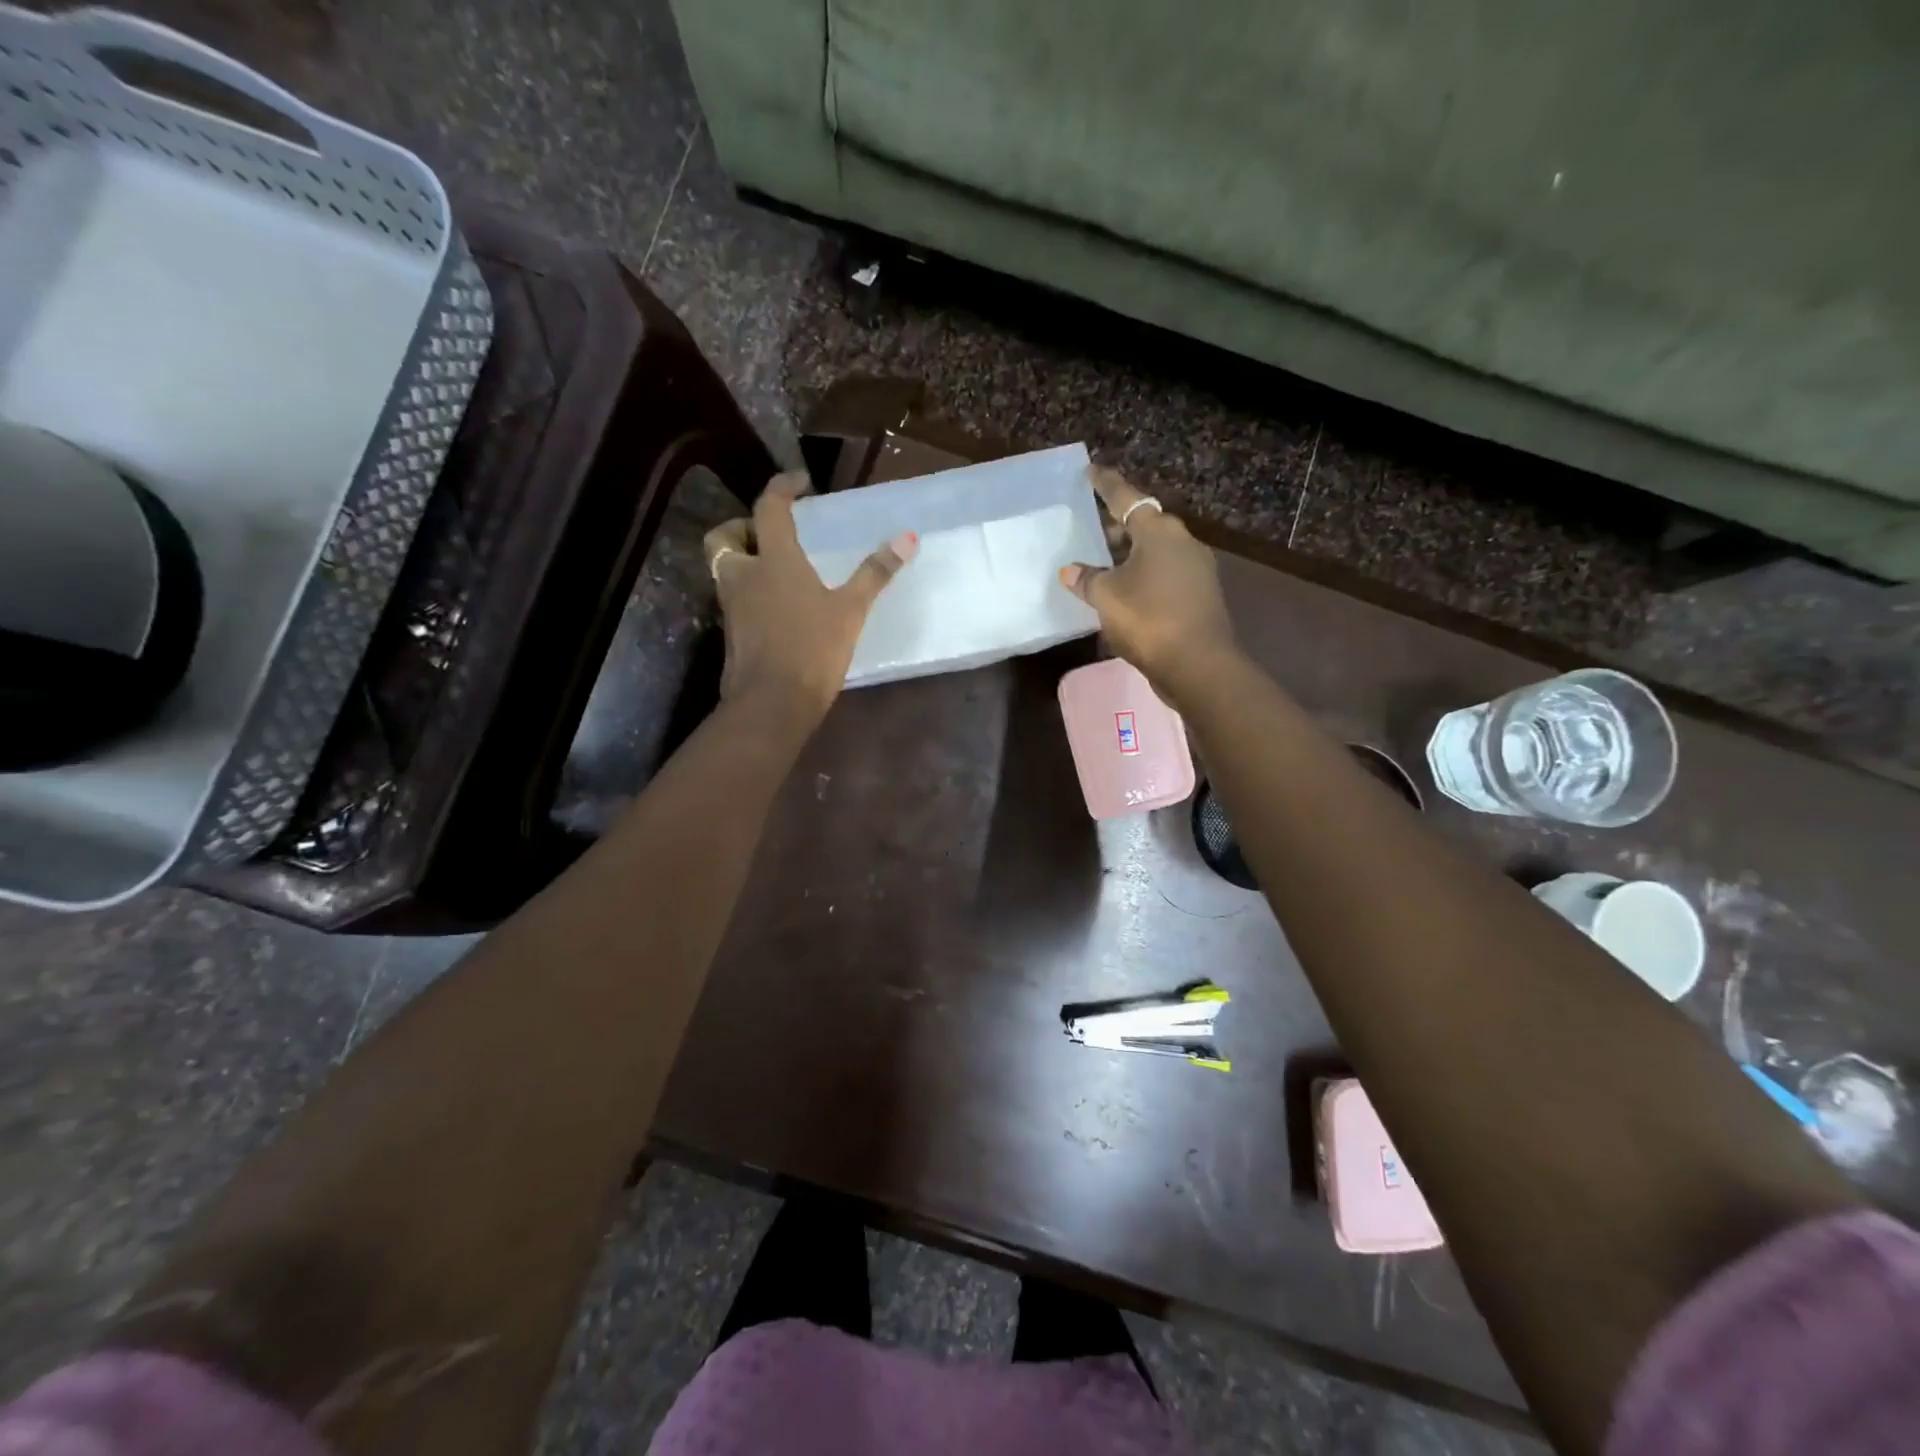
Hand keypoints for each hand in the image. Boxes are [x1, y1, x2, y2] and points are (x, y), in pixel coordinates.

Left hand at [704, 472, 917, 726]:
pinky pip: (735, 598)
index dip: (783, 487)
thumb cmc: (812, 649)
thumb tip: (907, 538)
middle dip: (742, 526)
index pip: (770, 507)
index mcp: (773, 559)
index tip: (800, 480)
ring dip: (745, 559)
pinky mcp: (732, 633)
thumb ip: (875, 573)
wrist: (772, 704)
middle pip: (726, 536)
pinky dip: (750, 591)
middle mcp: (744, 575)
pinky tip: (778, 606)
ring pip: (726, 569)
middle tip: (771, 532)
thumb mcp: (850, 611)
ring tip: (778, 569)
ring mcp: (732, 606)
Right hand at [1060, 467, 1236, 699]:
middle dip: (1117, 526)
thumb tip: (1070, 570)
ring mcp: (1196, 568)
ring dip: (1130, 555)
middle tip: (1091, 531)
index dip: (1105, 485)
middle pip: (1144, 524)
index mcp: (1158, 531)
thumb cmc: (1148, 618)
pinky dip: (1143, 576)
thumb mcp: (1106, 597)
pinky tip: (1125, 592)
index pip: (1126, 497)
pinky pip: (1164, 574)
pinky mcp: (1200, 594)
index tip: (1091, 471)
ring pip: (1155, 551)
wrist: (1198, 663)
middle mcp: (1182, 541)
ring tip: (1103, 566)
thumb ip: (1087, 579)